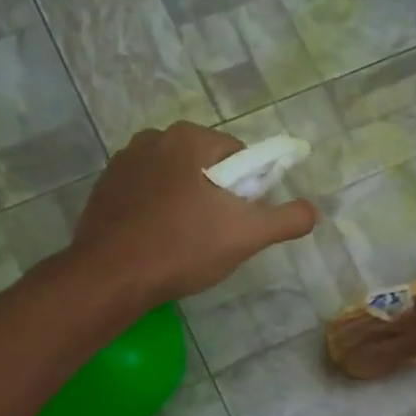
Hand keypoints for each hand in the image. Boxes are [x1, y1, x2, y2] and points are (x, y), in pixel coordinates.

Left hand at [69, 122, 317, 303]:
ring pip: (174, 179)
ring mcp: (122, 162)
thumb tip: (312, 211)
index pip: (237, 154)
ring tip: (186, 241)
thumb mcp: (247, 235)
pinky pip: (146, 193)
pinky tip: (158, 241)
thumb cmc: (183, 247)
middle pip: (205, 165)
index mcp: (188, 138)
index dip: (247, 188)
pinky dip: (157, 211)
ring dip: (187, 202)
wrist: (110, 277)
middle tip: (217, 234)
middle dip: (216, 194)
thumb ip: (286, 219)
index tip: (241, 219)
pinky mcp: (104, 189)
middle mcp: (152, 138)